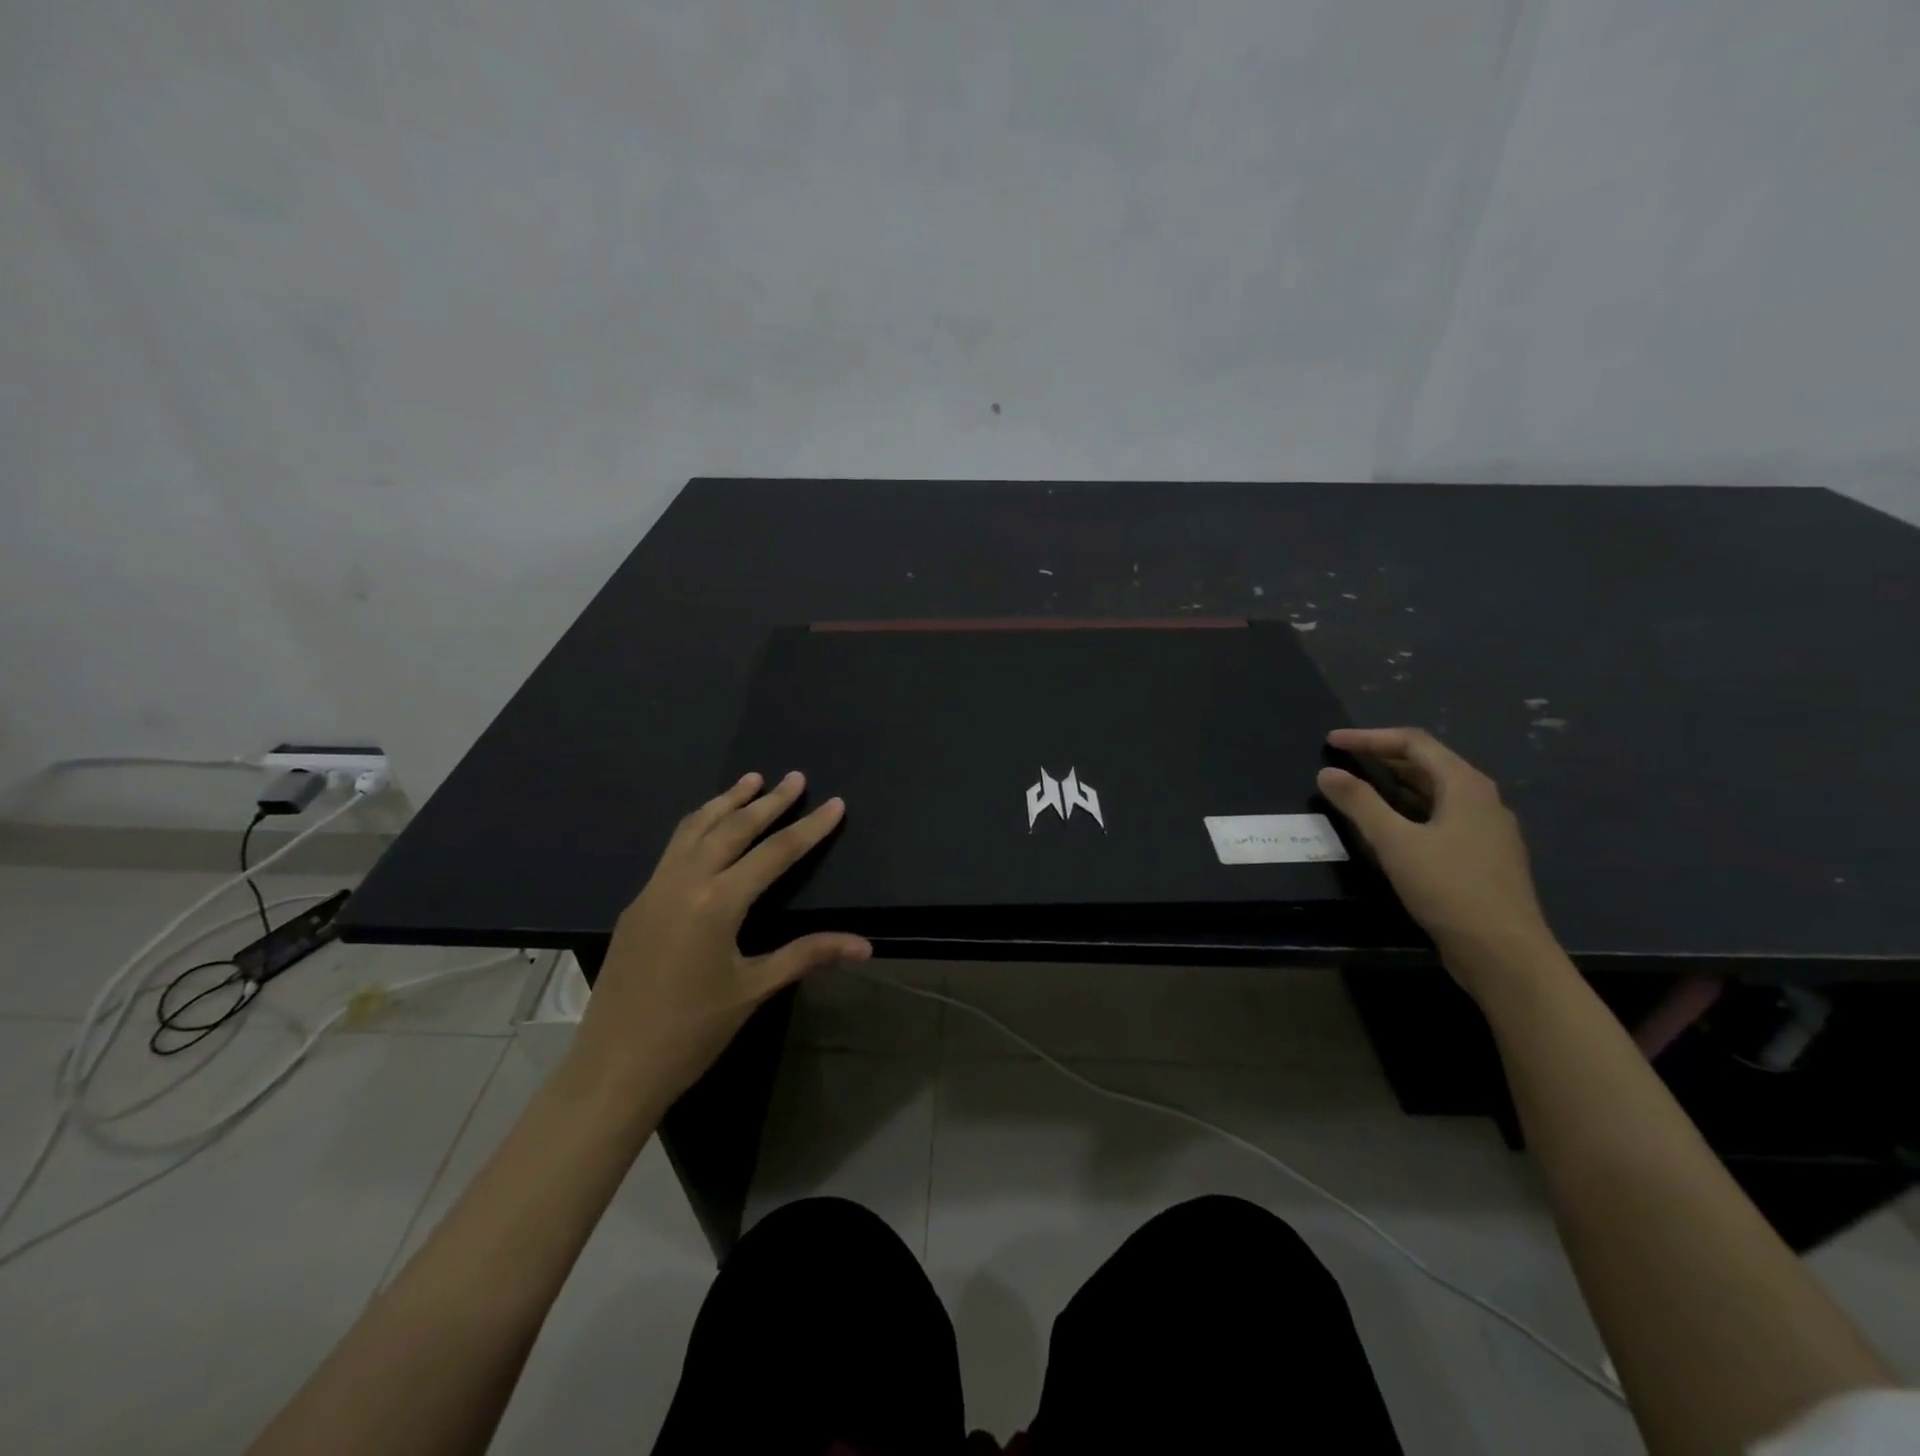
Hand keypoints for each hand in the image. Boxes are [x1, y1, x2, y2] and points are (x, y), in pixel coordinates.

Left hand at [561, 771, 870, 1115]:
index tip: (834, 803)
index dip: (809, 828)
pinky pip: (673, 850)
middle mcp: (683, 883)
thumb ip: (808, 955)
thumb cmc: (691, 1033)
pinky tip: (709, 827)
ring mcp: (654, 889)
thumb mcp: (754, 989)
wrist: (614, 1068)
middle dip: (767, 801)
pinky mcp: (637, 903)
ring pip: (693, 829)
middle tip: (795, 778)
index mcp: (716, 903)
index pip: (774, 853)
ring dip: (725, 802)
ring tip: (750, 780)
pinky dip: (698, 826)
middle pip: (732, 828)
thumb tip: (864, 945)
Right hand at [1317, 727, 1556, 984]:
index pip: (1414, 743)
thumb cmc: (1449, 889)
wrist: (1503, 953)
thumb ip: (1359, 803)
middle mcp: (1482, 799)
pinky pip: (1440, 815)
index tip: (1332, 742)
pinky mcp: (1481, 855)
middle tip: (1342, 758)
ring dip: (1395, 782)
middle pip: (1428, 763)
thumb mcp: (1395, 842)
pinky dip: (1408, 807)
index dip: (1369, 737)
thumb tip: (1328, 772)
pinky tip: (1390, 824)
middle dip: (1382, 756)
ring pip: (1435, 791)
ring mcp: (1486, 829)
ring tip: (1359, 784)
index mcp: (1466, 786)